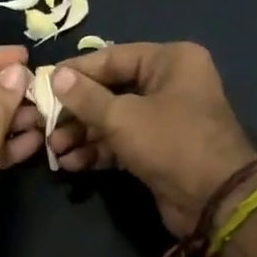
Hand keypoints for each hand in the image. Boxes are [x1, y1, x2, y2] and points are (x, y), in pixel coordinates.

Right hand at [46, 41, 256, 236]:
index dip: (76, 72)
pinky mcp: (158, 150)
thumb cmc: (171, 142)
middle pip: (110, 90)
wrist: (213, 199)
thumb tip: (55, 76)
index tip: (43, 84)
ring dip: (83, 135)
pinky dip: (98, 151)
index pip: (112, 57)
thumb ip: (85, 97)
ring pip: (113, 120)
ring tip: (54, 149)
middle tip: (45, 124)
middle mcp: (169, 84)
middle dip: (76, 111)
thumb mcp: (123, 117)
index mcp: (170, 61)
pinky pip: (121, 143)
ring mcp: (164, 119)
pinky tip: (71, 163)